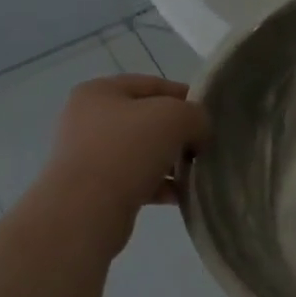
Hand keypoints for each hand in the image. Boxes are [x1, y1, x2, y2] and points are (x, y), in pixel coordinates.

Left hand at [36, 75, 209, 254]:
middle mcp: (88, 119)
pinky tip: (180, 194)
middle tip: (203, 146)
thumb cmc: (127, 150)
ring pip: (142, 152)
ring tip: (194, 173)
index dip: (186, 97)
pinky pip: (135, 180)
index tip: (210, 117)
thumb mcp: (174, 117)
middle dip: (178, 133)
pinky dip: (158, 185)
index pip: (153, 85)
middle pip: (147, 120)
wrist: (85, 211)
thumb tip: (198, 133)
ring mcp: (88, 156)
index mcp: (99, 92)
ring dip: (170, 161)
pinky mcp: (92, 189)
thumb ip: (195, 115)